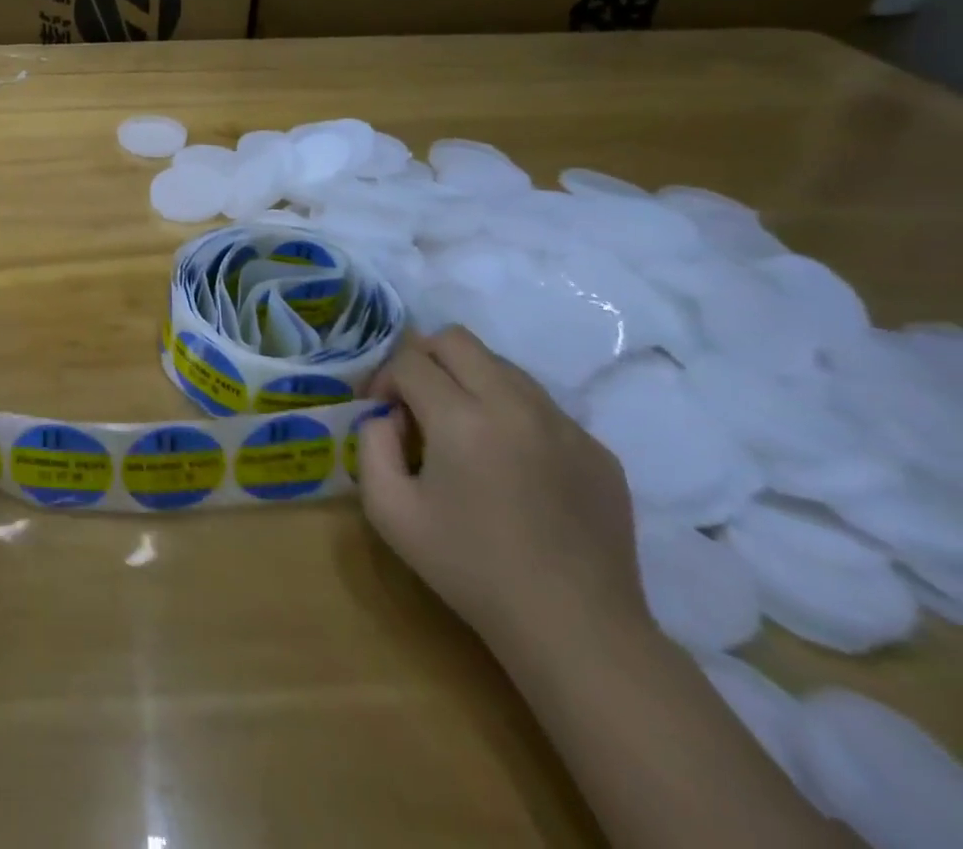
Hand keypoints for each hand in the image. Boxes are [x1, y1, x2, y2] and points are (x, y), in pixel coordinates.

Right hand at [357, 327, 645, 658]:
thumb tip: (387, 416)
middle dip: (424, 360)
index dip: (384, 379)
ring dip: (469, 381)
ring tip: (463, 431)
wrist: (576, 629)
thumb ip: (371, 445)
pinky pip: (541, 406)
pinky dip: (512, 415)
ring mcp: (564, 425)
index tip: (382, 415)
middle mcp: (516, 405)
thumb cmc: (470, 569)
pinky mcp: (597, 450)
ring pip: (503, 366)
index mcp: (462, 418)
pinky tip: (510, 466)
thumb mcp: (388, 510)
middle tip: (416, 403)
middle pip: (457, 340)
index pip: (409, 360)